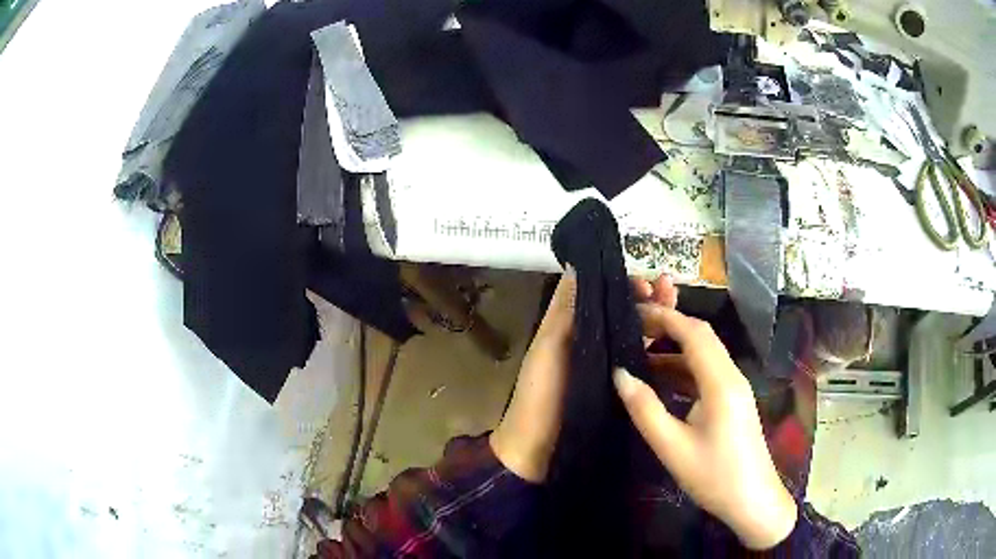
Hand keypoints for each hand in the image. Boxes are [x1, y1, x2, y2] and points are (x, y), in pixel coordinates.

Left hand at [491, 272, 676, 482]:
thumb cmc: (540, 397)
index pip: (604, 298)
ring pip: (639, 338)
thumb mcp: (547, 349)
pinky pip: (644, 368)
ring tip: (678, 306)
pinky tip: (681, 347)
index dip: (625, 287)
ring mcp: (612, 371)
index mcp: (575, 331)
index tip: (646, 282)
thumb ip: (564, 312)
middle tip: (670, 289)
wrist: (539, 451)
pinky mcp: (623, 393)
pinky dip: (661, 355)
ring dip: (659, 321)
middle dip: (649, 300)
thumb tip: (577, 267)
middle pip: (626, 315)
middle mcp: (596, 346)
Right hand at [613, 306, 796, 549]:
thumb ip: (645, 409)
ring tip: (640, 354)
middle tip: (634, 329)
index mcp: (721, 383)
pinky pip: (708, 373)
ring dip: (676, 349)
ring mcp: (736, 389)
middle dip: (669, 326)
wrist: (753, 501)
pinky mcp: (734, 401)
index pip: (694, 333)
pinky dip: (684, 369)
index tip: (633, 312)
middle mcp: (732, 377)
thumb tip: (620, 374)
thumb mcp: (673, 447)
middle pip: (702, 337)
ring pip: (706, 355)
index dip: (665, 317)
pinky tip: (663, 381)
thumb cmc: (714, 476)